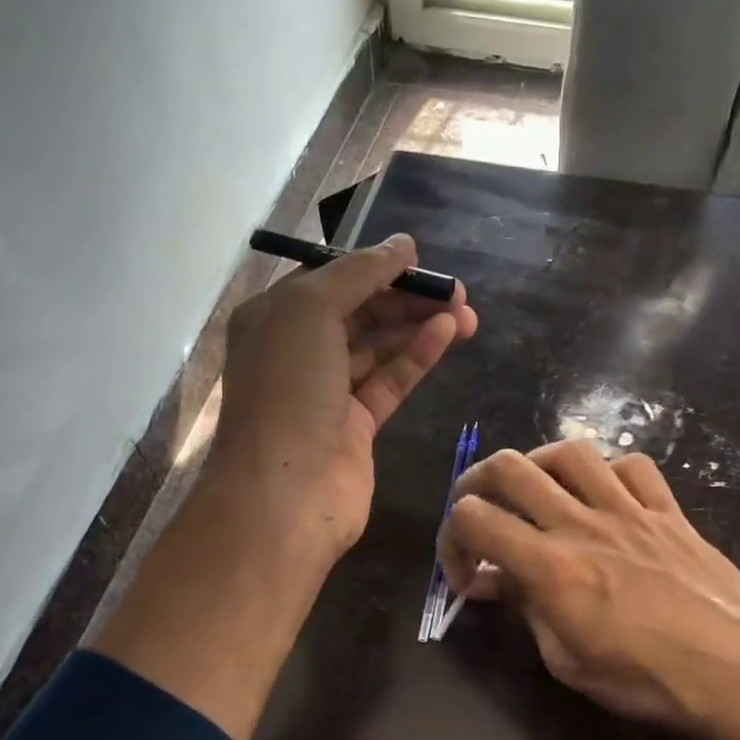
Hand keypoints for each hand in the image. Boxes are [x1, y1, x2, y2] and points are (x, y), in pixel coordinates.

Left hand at [210, 234, 477, 564]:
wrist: (285, 493)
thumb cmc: (287, 391)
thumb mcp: (311, 310)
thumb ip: (359, 273)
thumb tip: (403, 246)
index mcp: (273, 318)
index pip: (329, 280)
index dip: (374, 267)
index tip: (419, 260)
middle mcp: (297, 352)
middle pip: (359, 312)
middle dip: (405, 298)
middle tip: (456, 290)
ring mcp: (327, 392)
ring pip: (379, 347)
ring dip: (419, 325)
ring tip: (466, 312)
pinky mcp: (356, 426)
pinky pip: (390, 381)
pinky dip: (417, 357)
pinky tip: (448, 334)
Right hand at [439, 441, 739, 739]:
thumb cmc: (650, 680)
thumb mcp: (569, 662)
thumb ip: (526, 609)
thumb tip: (490, 581)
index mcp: (551, 565)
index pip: (474, 518)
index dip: (451, 540)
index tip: (464, 575)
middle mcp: (583, 522)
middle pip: (509, 467)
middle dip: (476, 484)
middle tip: (478, 514)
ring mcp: (629, 509)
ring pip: (568, 451)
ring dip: (537, 466)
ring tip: (535, 494)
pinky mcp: (667, 510)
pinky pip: (631, 466)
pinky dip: (606, 472)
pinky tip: (602, 497)